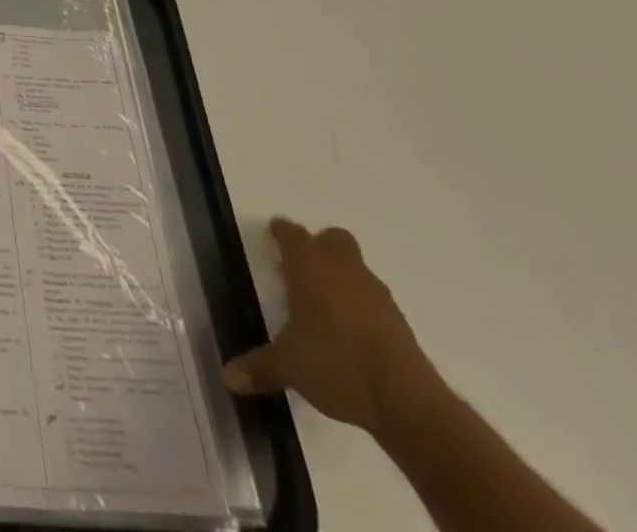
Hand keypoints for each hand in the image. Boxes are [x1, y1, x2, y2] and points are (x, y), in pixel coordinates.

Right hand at [222, 218, 438, 434]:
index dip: (280, 233)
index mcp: (309, 267)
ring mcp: (376, 295)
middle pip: (333, 239)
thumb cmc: (336, 366)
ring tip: (325, 303)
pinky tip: (352, 332)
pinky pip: (375, 298)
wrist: (408, 404)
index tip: (272, 238)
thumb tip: (228, 378)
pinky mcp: (400, 322)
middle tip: (301, 269)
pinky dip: (362, 305)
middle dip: (319, 246)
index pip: (291, 233)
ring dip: (342, 275)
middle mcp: (343, 270)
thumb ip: (258, 367)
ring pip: (357, 267)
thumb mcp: (288, 367)